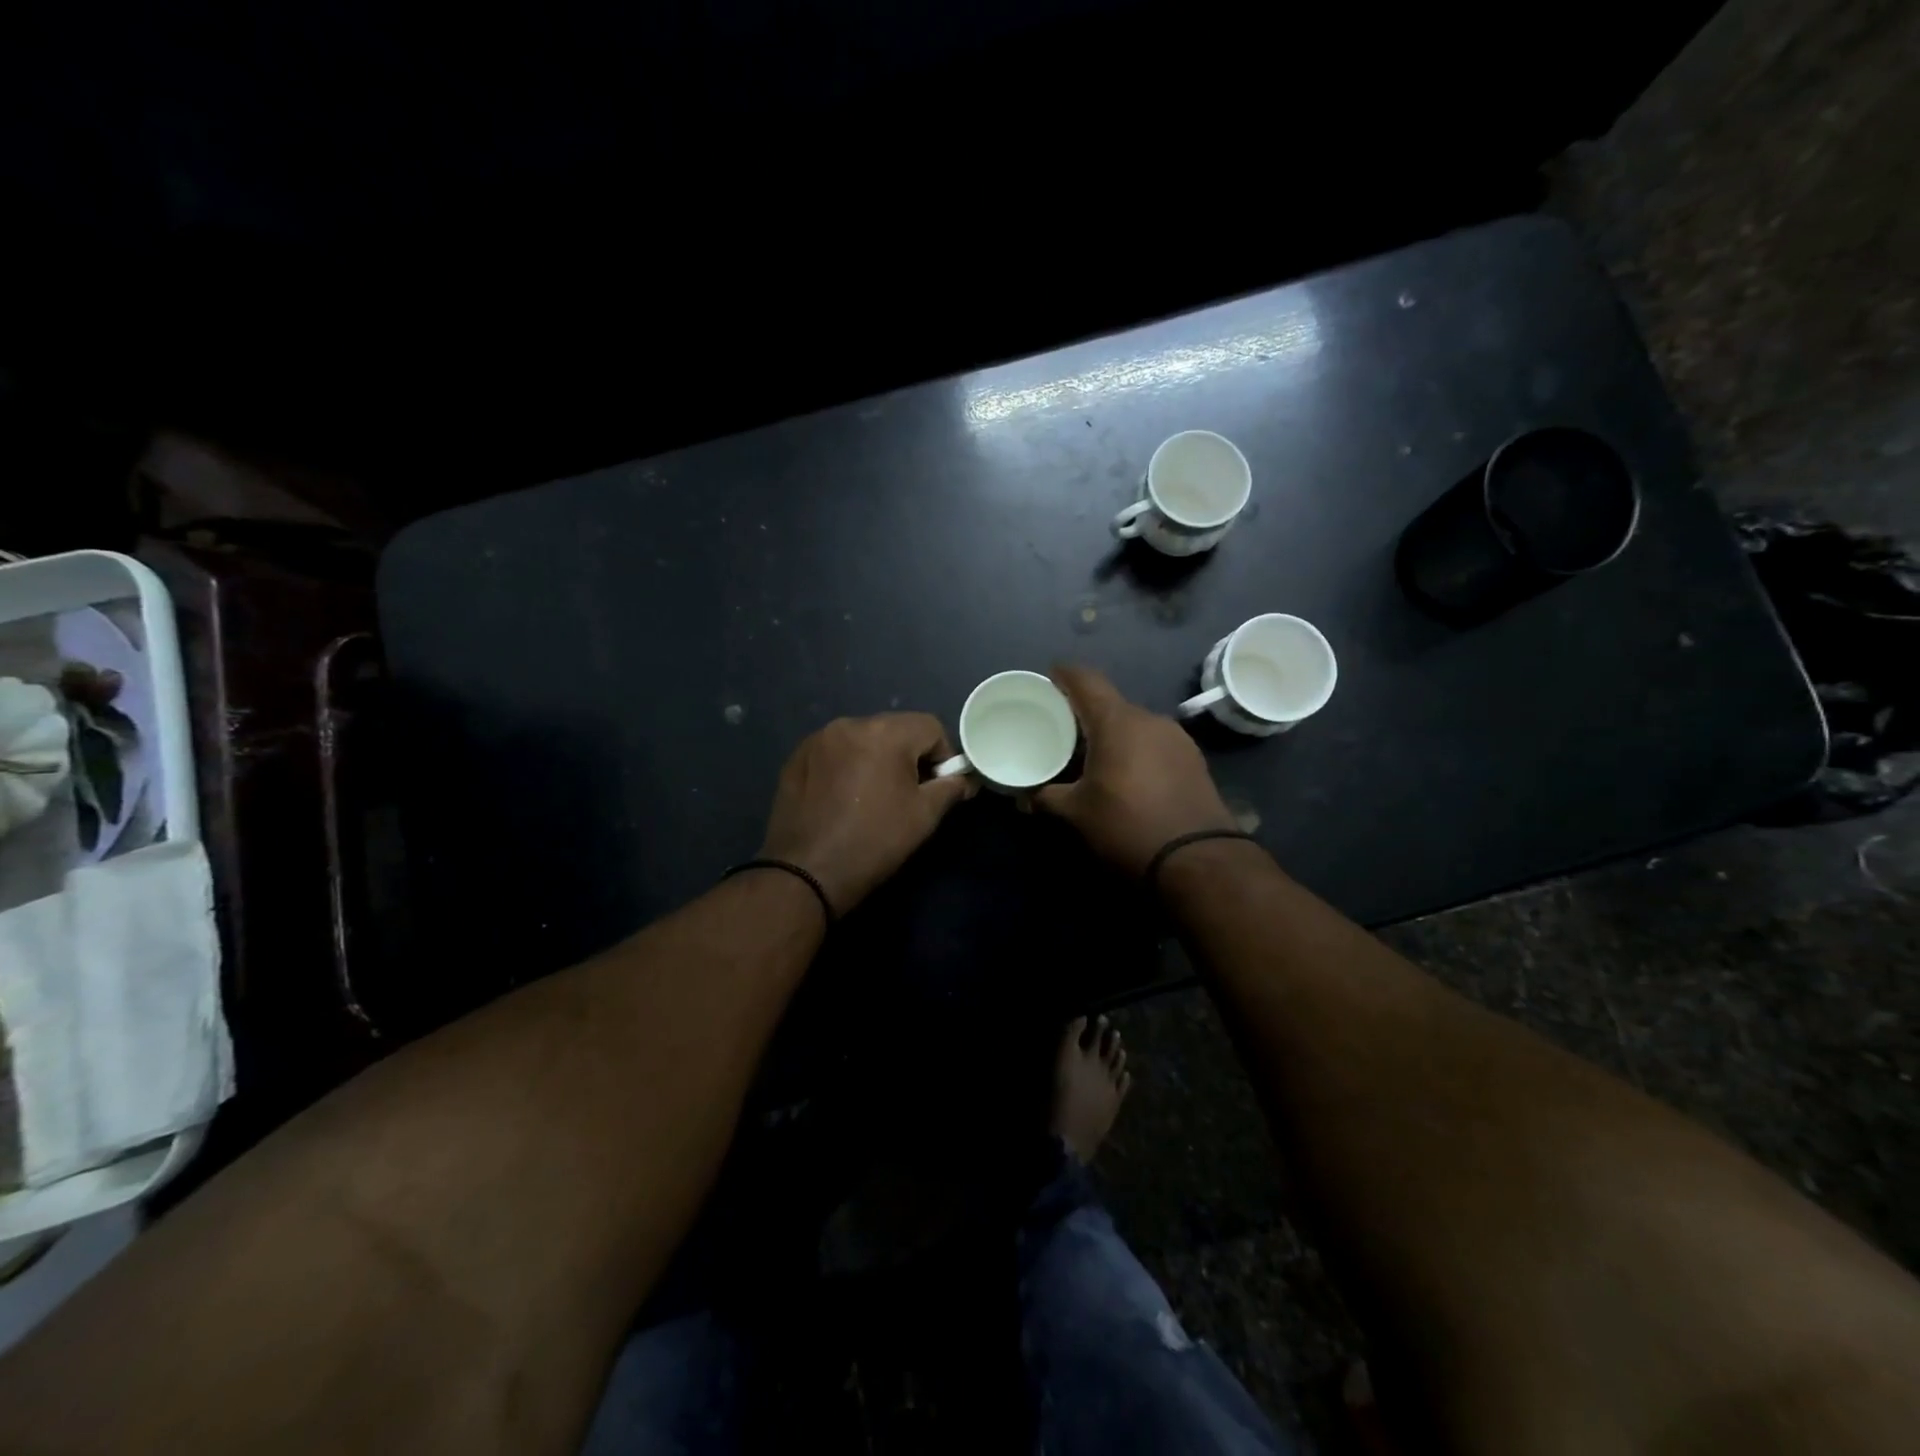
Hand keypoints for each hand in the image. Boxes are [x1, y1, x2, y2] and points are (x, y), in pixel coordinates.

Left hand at [758, 712, 975, 913]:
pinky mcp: (797, 757)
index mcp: (885, 733)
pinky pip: (835, 752)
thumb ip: (951, 788)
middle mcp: (849, 724)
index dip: (943, 756)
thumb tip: (965, 779)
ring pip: (863, 739)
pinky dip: (846, 766)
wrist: (807, 872)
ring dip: (876, 759)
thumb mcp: (924, 816)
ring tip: (872, 797)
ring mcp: (818, 739)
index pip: (930, 727)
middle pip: (895, 729)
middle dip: (908, 755)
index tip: (937, 787)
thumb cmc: (874, 841)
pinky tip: (842, 799)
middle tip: (906, 794)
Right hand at [1036, 664, 1237, 874]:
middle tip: (1063, 730)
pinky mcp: (1193, 760)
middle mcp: (1149, 719)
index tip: (1049, 677)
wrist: (1198, 859)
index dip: (1065, 674)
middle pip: (1110, 704)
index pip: (1087, 680)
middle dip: (1086, 713)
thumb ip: (1047, 797)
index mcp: (1117, 722)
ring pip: (1134, 725)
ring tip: (1093, 757)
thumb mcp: (1077, 813)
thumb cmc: (1127, 825)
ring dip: (1113, 734)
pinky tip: (1127, 775)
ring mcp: (1176, 739)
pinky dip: (1135, 750)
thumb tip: (1025, 797)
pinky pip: (1154, 743)